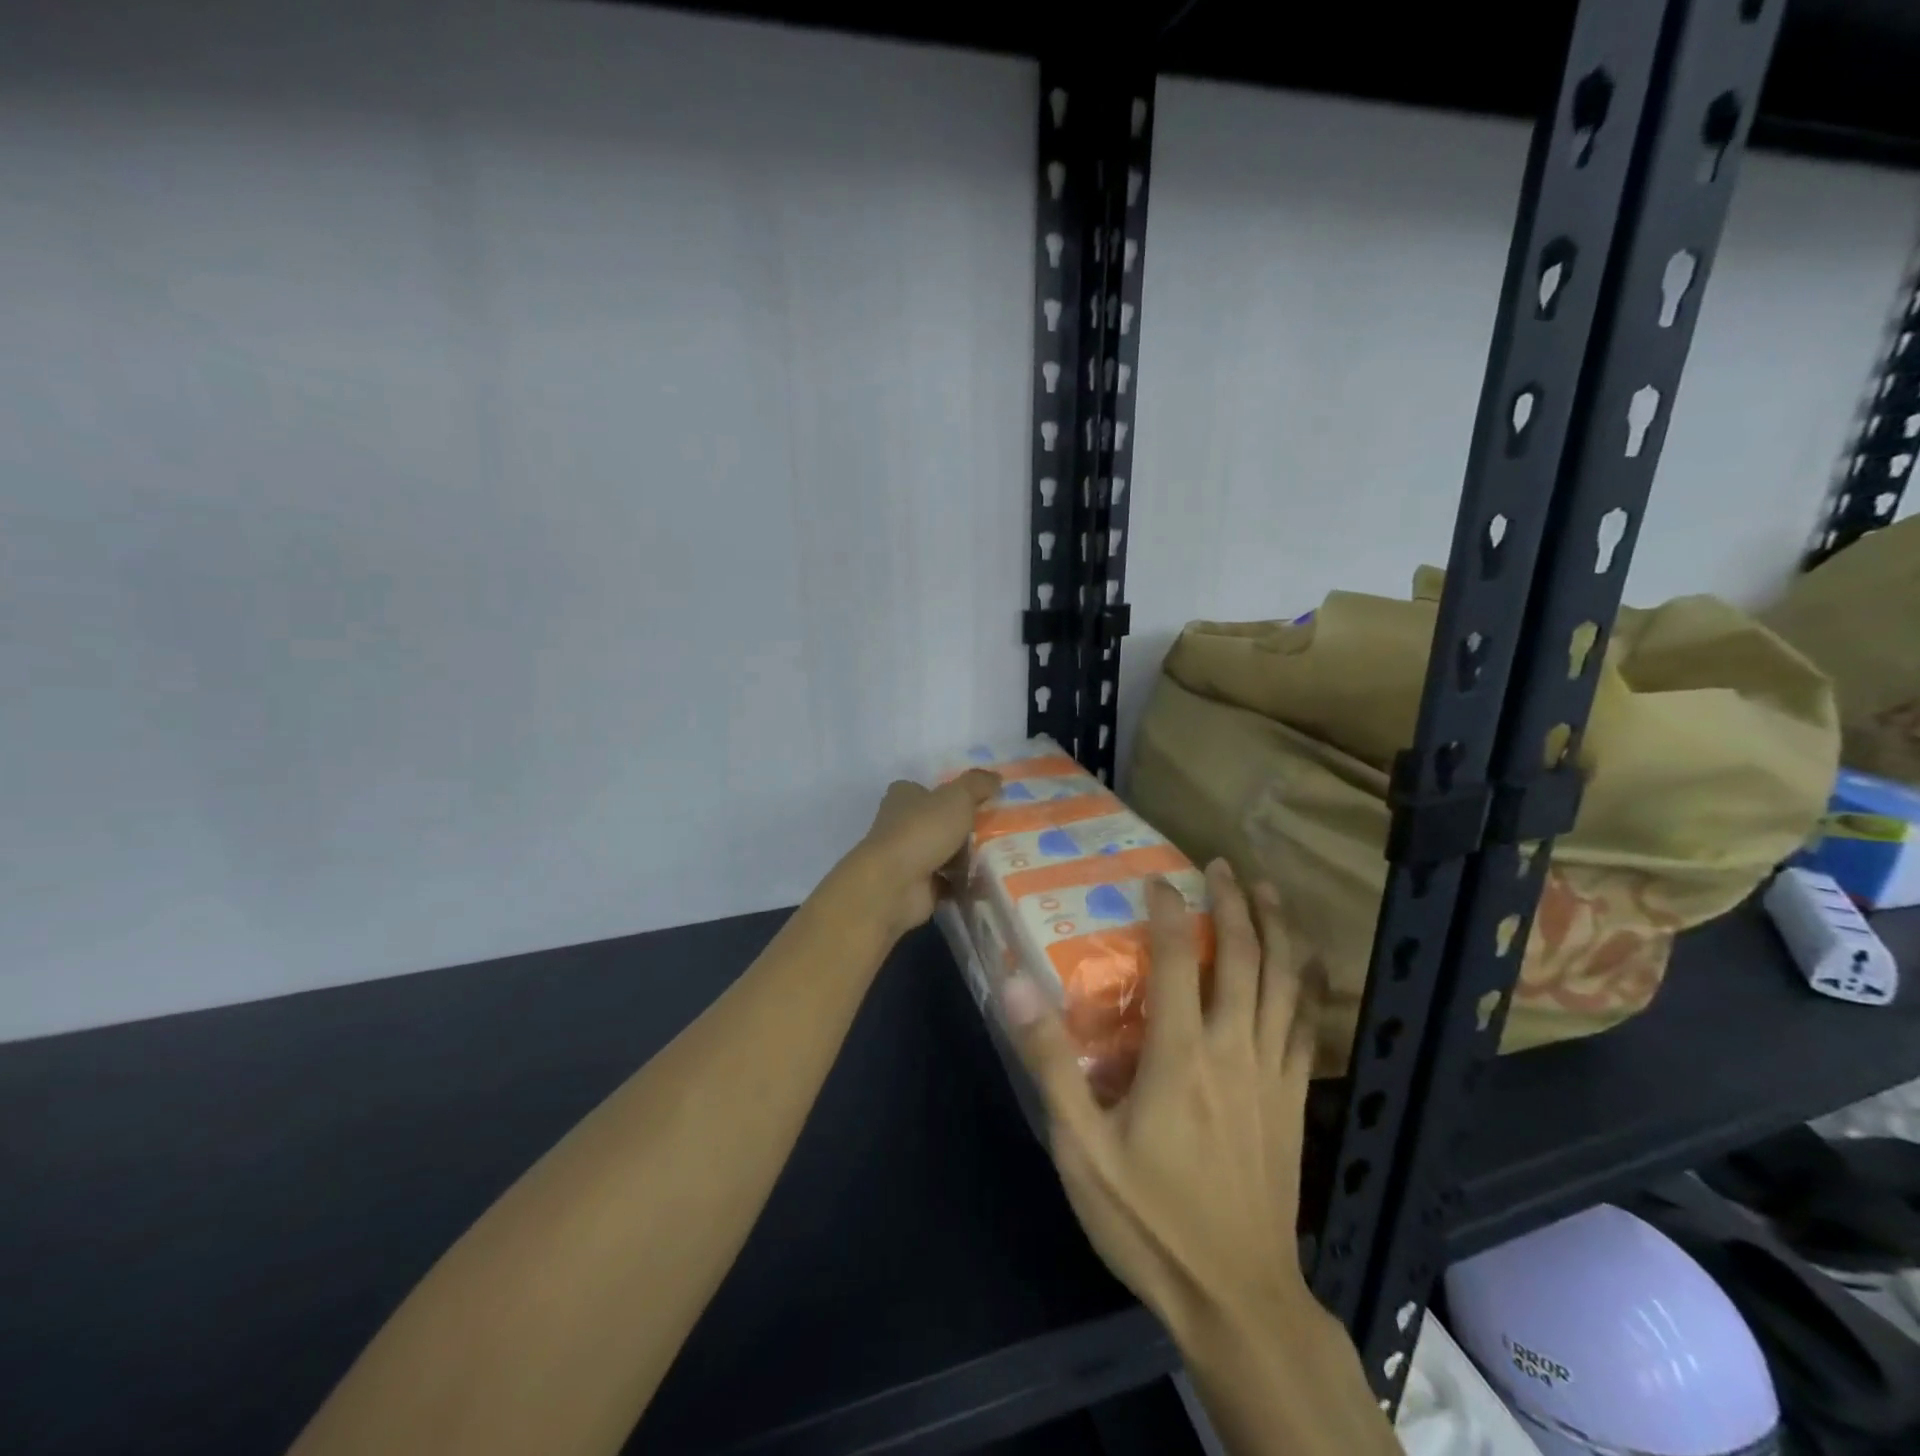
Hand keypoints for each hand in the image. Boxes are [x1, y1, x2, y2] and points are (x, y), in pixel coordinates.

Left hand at [840, 770, 999, 941]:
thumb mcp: (957, 797)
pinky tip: (991, 880)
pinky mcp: (918, 886)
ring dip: (968, 856)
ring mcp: (909, 857)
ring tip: (1004, 854)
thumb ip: (977, 784)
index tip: (983, 800)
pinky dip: (966, 883)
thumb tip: (997, 776)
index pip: (928, 790)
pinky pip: (950, 882)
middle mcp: (902, 824)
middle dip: (966, 827)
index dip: (953, 793)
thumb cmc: (922, 830)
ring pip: (946, 852)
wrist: (895, 885)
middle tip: (1002, 828)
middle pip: (940, 822)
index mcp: (904, 796)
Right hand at [1003, 859, 1325, 1343]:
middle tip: (1221, 865)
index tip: (1157, 878)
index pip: (1178, 960)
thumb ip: (1050, 1064)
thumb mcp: (1081, 1149)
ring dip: (1277, 929)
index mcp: (1180, 1055)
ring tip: (1268, 890)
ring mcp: (1272, 1072)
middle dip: (1233, 903)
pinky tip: (1308, 964)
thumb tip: (1016, 986)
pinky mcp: (1294, 1098)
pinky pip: (1307, 1025)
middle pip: (1243, 957)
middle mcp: (1233, 1048)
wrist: (1238, 1299)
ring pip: (1284, 981)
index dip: (1168, 911)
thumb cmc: (1151, 1221)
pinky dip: (1309, 984)